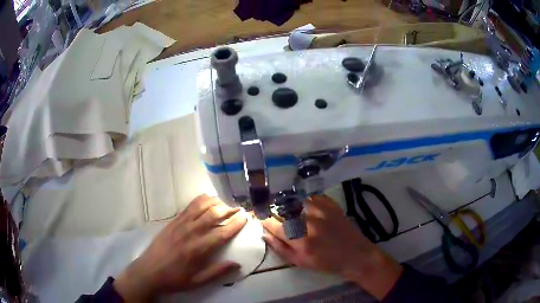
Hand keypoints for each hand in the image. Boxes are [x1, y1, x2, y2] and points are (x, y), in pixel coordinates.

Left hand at [113, 194, 246, 301]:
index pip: (221, 233)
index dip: (236, 224)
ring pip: (201, 206)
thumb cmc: (174, 279)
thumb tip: (237, 264)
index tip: (246, 218)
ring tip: (225, 204)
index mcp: (197, 250)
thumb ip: (217, 272)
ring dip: (215, 202)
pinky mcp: (172, 221)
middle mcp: (190, 233)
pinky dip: (201, 201)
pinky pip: (189, 206)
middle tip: (239, 209)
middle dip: (229, 210)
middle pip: (213, 215)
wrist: (148, 271)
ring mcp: (180, 224)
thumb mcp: (197, 282)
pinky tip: (207, 201)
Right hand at [262, 194, 402, 299]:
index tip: (257, 214)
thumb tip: (264, 233)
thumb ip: (279, 248)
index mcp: (300, 239)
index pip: (273, 223)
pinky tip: (304, 205)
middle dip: (274, 209)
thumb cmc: (326, 263)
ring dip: (288, 202)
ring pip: (296, 199)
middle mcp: (309, 221)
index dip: (262, 218)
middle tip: (271, 211)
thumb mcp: (299, 262)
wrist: (355, 255)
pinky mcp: (331, 204)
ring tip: (287, 207)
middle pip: (283, 208)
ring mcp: (322, 210)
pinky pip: (311, 196)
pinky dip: (304, 200)